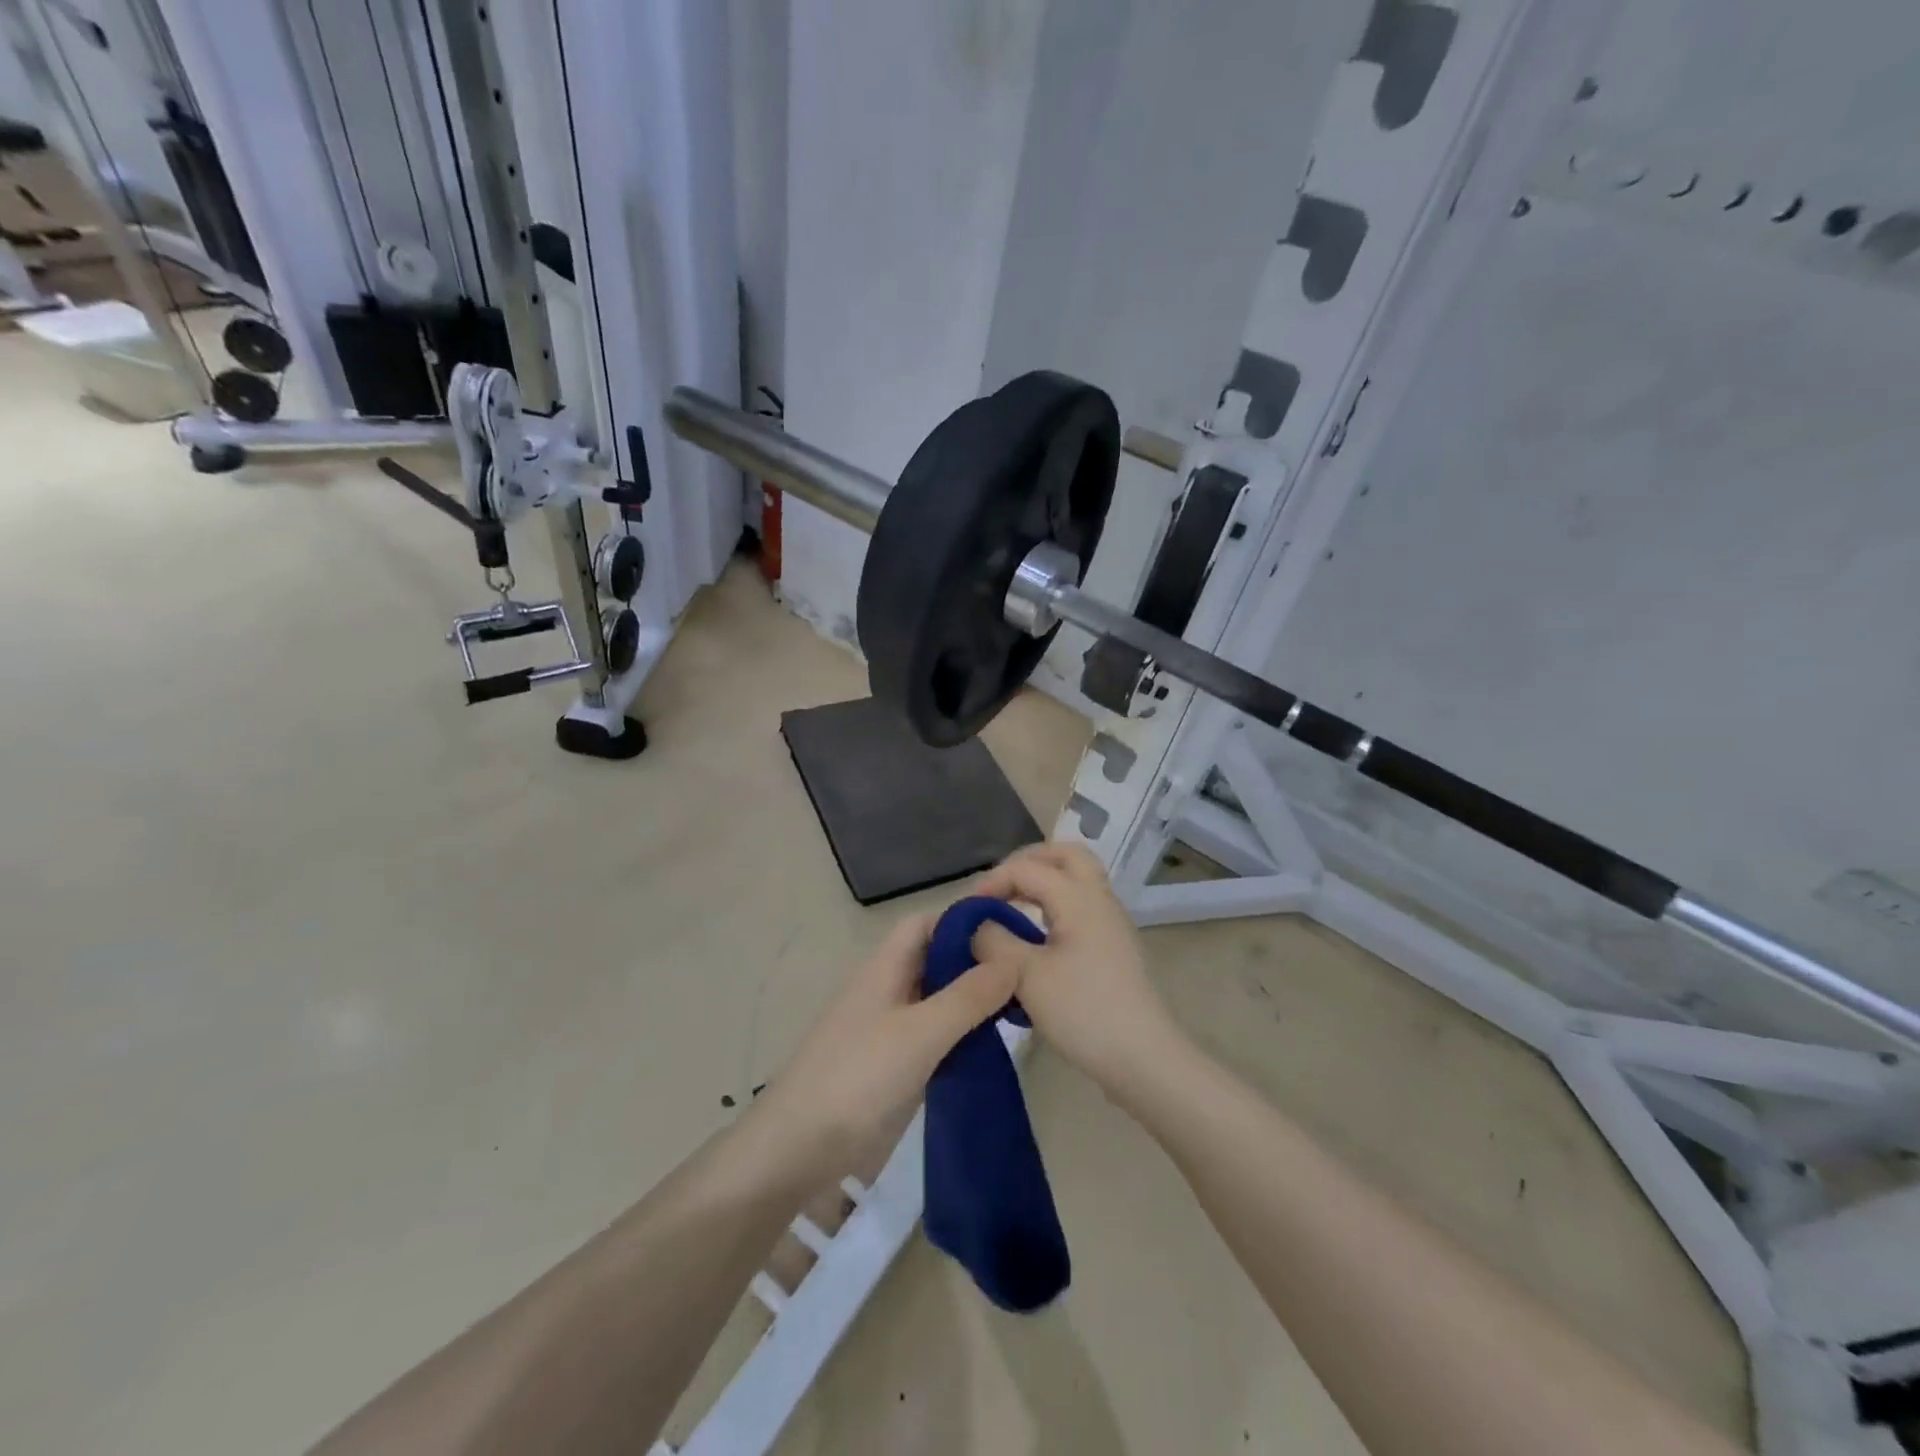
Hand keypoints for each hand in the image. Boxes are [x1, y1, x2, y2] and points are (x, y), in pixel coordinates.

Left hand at [756, 912, 1019, 1178]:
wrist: (798, 1148)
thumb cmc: (859, 1077)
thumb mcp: (921, 1032)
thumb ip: (968, 996)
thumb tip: (1012, 960)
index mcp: (884, 967)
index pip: (926, 923)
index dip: (963, 921)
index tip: (1010, 933)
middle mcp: (884, 988)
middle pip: (932, 958)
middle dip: (973, 961)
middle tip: (1024, 974)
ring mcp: (884, 1027)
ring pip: (933, 997)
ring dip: (968, 999)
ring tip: (1016, 1008)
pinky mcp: (887, 1063)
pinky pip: (929, 1033)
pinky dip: (957, 1032)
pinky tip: (985, 1046)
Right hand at [970, 843, 1182, 1096]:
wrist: (1142, 1058)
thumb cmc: (1082, 1012)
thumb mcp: (1025, 976)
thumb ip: (994, 940)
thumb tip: (978, 925)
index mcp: (1078, 898)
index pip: (1027, 868)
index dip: (992, 882)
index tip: (967, 911)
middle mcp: (1099, 899)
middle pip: (1066, 855)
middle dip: (1028, 862)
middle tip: (1000, 886)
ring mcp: (1111, 923)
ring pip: (1078, 880)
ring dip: (1044, 882)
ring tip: (1012, 907)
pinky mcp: (1114, 946)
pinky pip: (1082, 905)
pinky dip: (1056, 905)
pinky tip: (1036, 937)